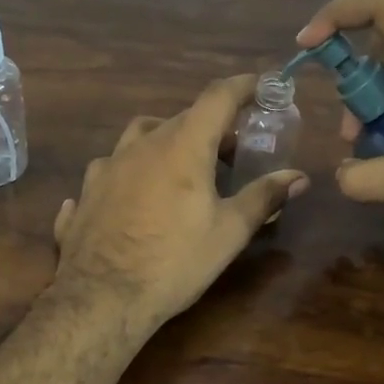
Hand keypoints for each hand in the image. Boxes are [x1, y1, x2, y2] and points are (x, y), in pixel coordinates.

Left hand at [52, 75, 309, 328]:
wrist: (101, 297)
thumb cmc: (175, 262)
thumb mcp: (229, 232)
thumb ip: (263, 197)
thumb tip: (298, 176)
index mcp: (181, 146)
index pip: (217, 97)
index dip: (243, 86)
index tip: (261, 85)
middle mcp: (141, 146)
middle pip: (180, 118)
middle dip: (209, 126)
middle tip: (230, 151)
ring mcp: (106, 167)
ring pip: (139, 138)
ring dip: (164, 142)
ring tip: (179, 169)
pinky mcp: (85, 193)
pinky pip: (109, 172)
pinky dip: (128, 175)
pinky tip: (130, 198)